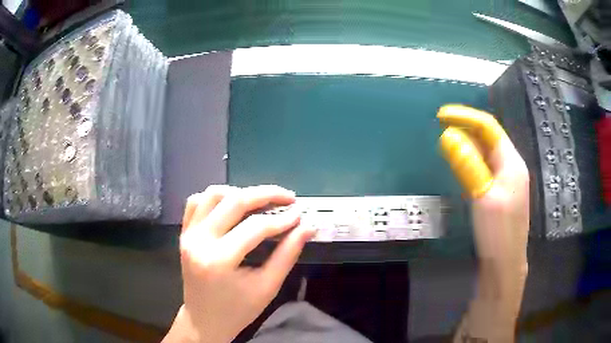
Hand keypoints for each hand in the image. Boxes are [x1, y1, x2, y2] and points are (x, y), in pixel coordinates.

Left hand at [164, 185, 314, 342]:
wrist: (204, 320)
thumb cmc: (238, 310)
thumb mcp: (267, 287)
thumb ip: (287, 254)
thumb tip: (307, 227)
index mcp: (219, 260)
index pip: (255, 227)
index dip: (282, 219)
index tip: (300, 215)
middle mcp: (199, 241)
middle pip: (234, 201)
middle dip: (266, 194)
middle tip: (288, 197)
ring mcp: (188, 234)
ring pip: (213, 194)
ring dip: (240, 193)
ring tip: (261, 202)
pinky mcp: (184, 233)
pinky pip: (196, 202)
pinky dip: (216, 198)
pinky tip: (232, 206)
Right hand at [438, 105, 528, 340]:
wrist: (505, 266)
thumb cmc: (498, 233)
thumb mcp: (483, 197)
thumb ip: (468, 165)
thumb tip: (448, 135)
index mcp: (512, 162)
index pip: (489, 127)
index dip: (466, 117)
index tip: (441, 115)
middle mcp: (511, 166)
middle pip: (489, 137)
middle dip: (466, 126)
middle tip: (441, 125)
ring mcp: (507, 180)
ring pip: (486, 152)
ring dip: (468, 142)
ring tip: (446, 139)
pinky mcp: (499, 193)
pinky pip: (484, 166)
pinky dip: (470, 159)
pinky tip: (460, 163)